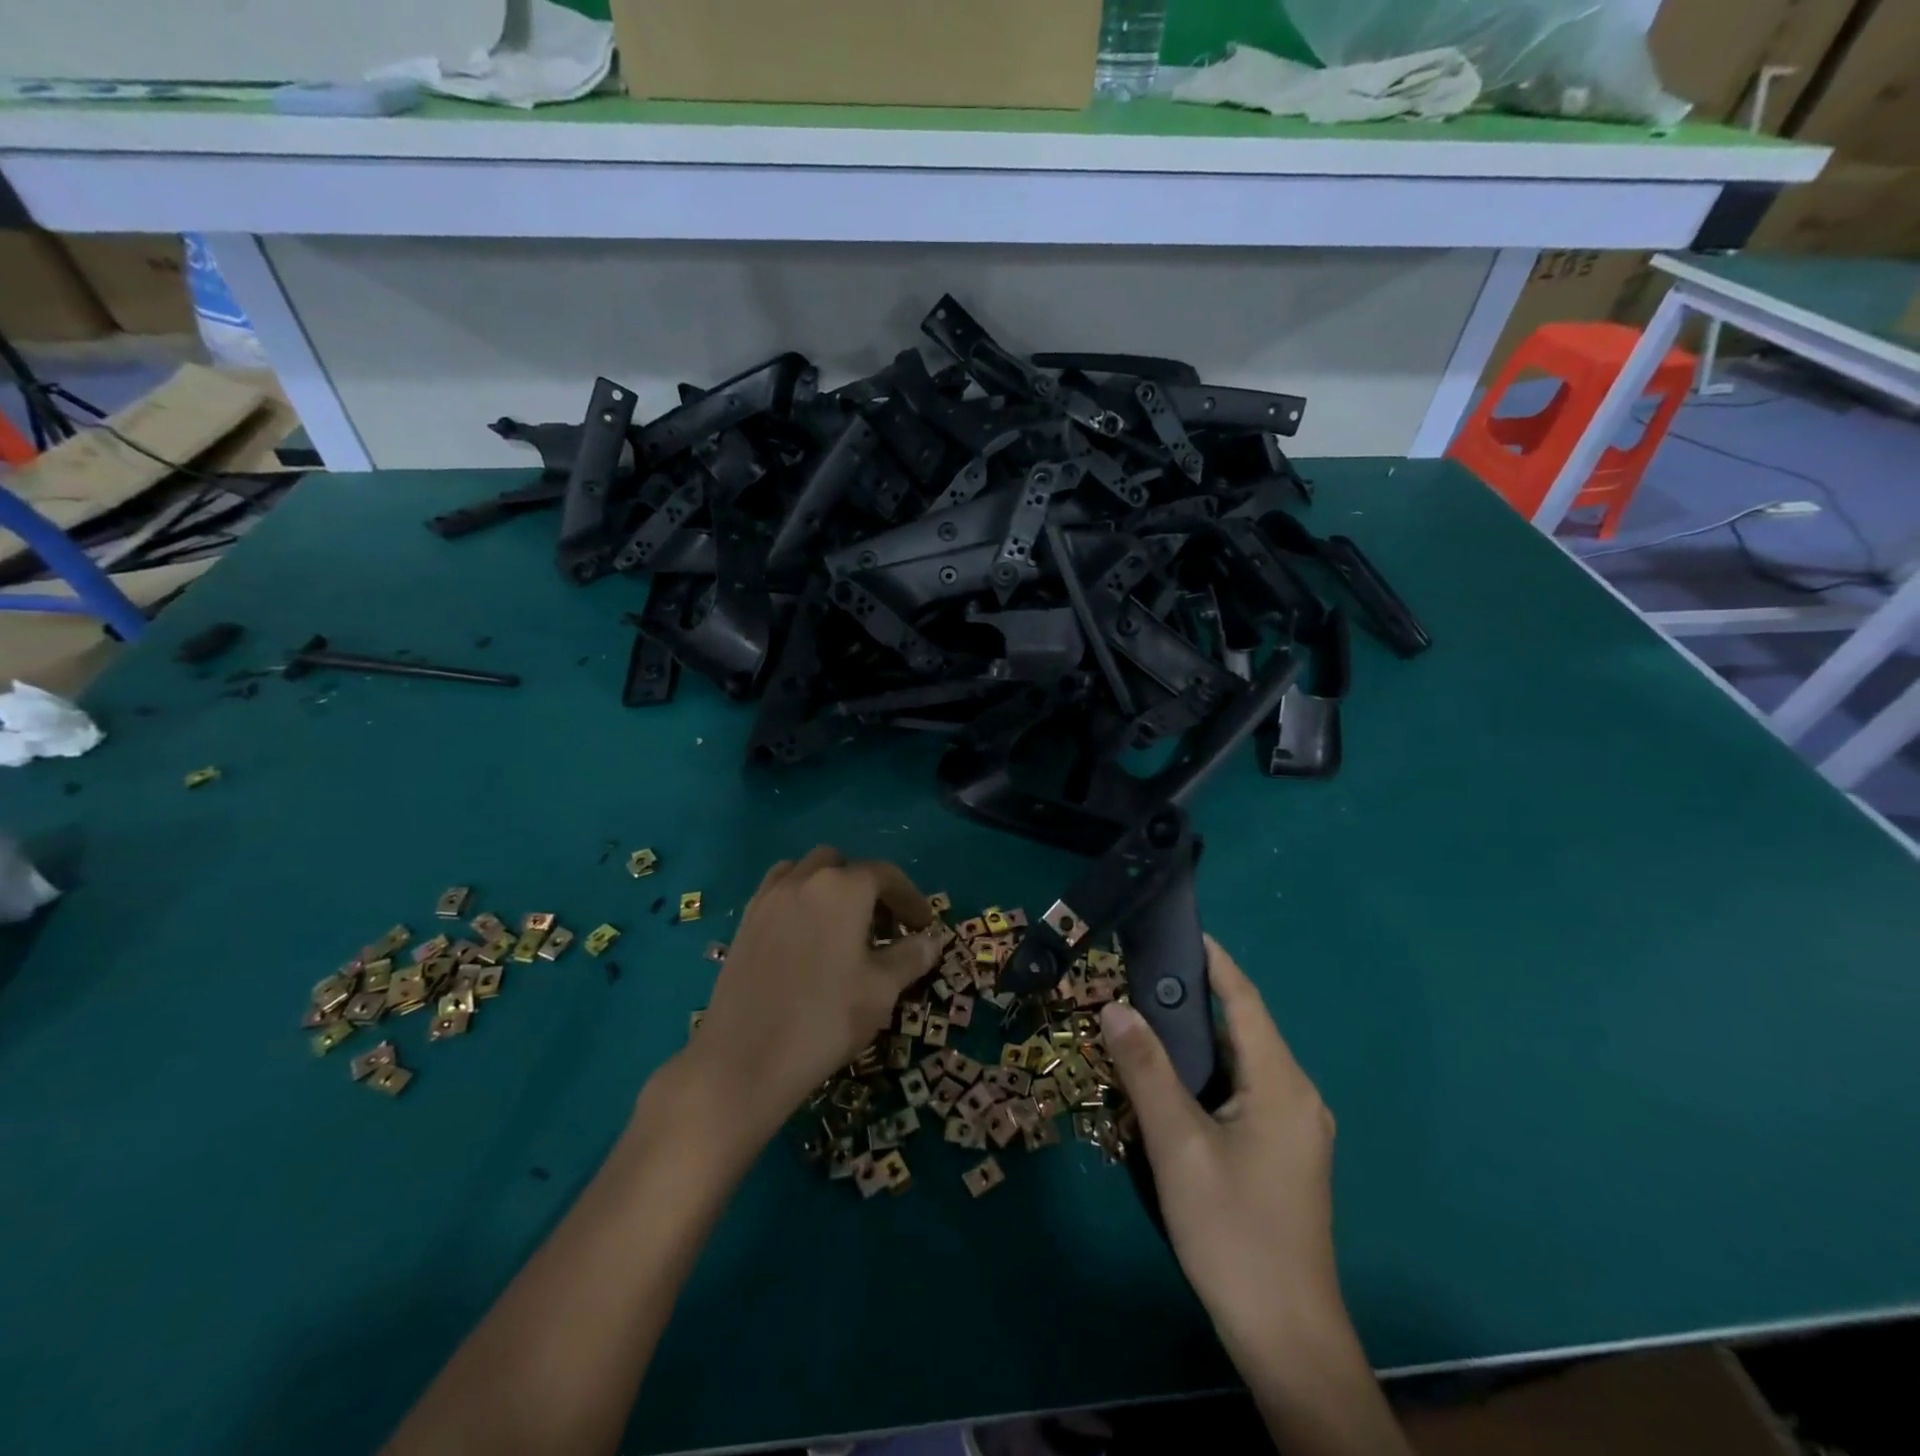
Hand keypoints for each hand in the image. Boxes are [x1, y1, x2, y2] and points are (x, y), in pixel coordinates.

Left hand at [673, 847, 939, 1154]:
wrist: (744, 1060)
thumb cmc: (825, 1019)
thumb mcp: (881, 990)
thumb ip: (910, 957)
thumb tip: (932, 940)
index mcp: (842, 888)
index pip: (885, 875)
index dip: (910, 898)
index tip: (924, 926)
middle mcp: (803, 880)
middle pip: (842, 865)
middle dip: (867, 887)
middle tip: (882, 926)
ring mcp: (768, 898)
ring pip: (806, 872)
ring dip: (829, 887)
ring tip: (842, 925)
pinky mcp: (744, 922)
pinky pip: (778, 892)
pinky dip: (799, 900)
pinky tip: (806, 938)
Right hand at [1101, 936, 1342, 1365]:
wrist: (1287, 1337)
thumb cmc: (1232, 1230)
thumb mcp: (1178, 1144)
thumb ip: (1146, 1070)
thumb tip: (1116, 1006)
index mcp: (1282, 1083)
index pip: (1245, 999)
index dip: (1215, 961)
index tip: (1181, 929)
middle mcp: (1297, 1095)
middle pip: (1243, 1029)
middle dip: (1193, 1000)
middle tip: (1139, 980)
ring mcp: (1296, 1128)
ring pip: (1241, 1064)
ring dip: (1197, 1042)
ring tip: (1145, 1023)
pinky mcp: (1286, 1153)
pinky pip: (1244, 1092)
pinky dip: (1207, 1075)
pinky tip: (1171, 1083)